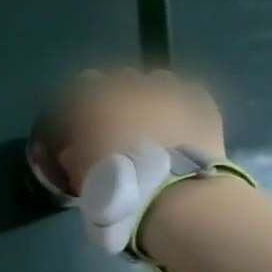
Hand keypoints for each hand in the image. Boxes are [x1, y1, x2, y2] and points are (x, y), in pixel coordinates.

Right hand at [54, 68, 227, 192]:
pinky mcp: (199, 100)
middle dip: (121, 95)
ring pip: (157, 80)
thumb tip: (72, 149)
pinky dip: (183, 106)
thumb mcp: (81, 174)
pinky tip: (184, 125)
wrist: (172, 194)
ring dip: (154, 96)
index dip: (87, 102)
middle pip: (121, 77)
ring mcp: (167, 88)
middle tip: (125, 122)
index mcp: (95, 98)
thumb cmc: (116, 184)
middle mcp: (130, 83)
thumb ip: (74, 154)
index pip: (85, 83)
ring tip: (158, 122)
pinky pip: (188, 94)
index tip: (89, 120)